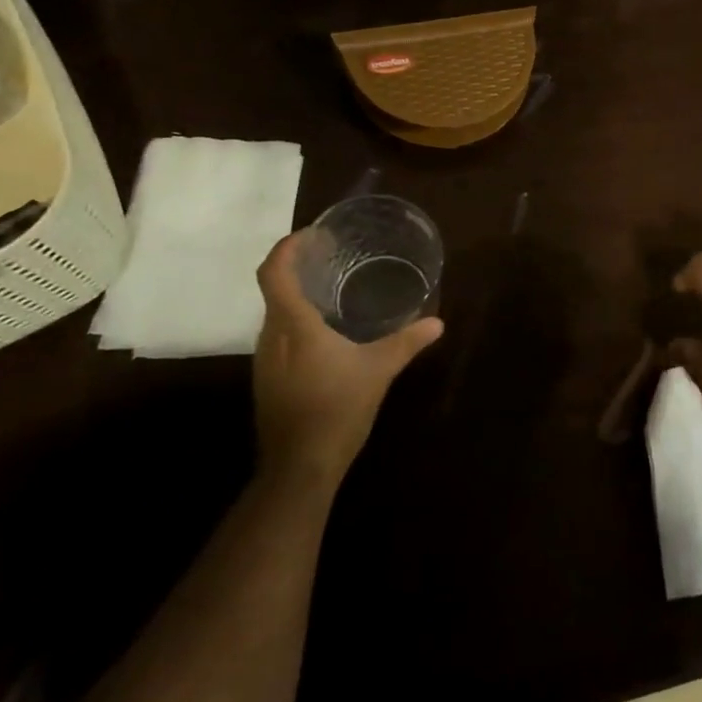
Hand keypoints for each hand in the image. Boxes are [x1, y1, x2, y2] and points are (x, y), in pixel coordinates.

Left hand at [252, 232, 442, 490]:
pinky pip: (277, 336)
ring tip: (330, 290)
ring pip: (275, 314)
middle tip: (330, 257)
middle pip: (273, 289)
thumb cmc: (338, 409)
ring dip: (296, 297)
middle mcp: (270, 336)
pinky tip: (324, 335)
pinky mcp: (267, 379)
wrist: (300, 466)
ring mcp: (264, 360)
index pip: (275, 272)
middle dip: (296, 268)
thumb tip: (438, 322)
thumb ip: (407, 342)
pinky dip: (296, 322)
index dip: (287, 247)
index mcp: (293, 326)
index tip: (312, 235)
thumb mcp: (379, 371)